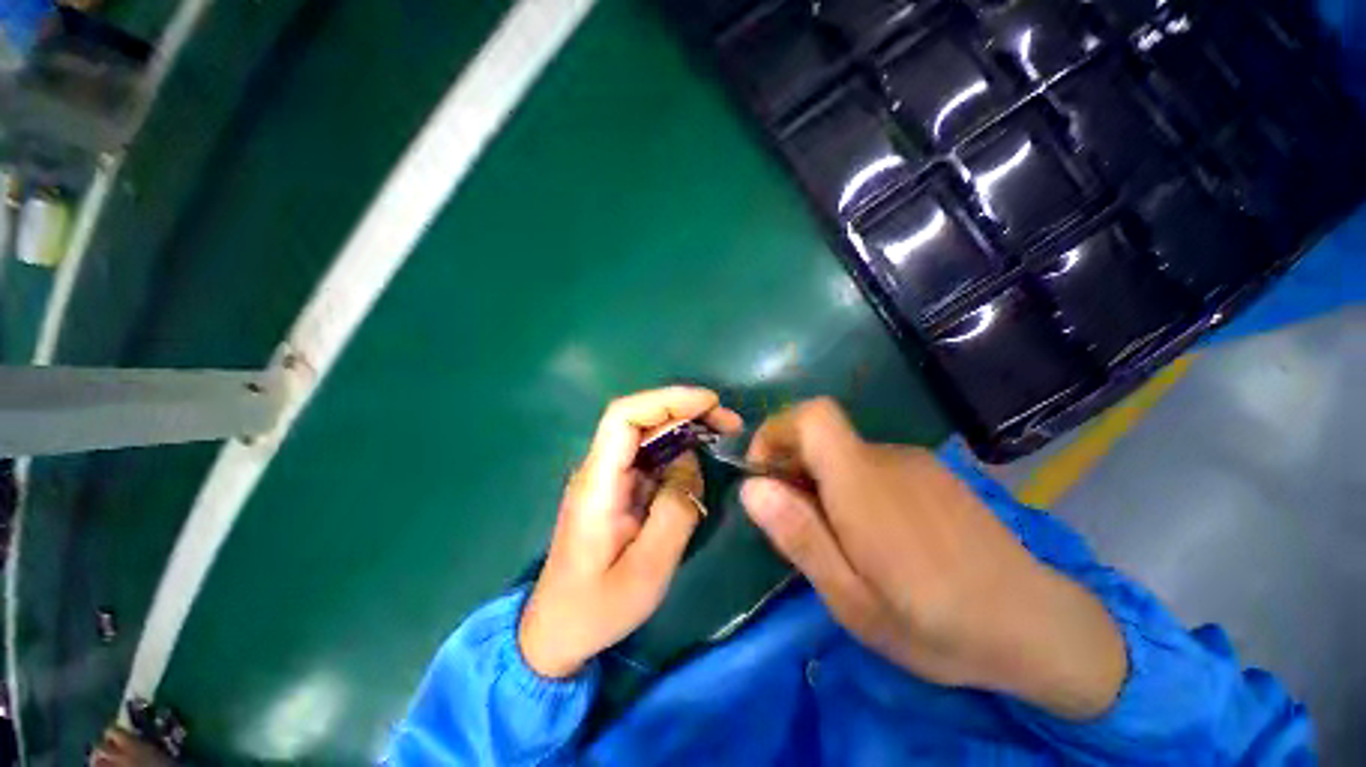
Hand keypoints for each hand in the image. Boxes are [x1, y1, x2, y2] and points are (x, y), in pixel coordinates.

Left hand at [519, 387, 742, 678]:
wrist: (558, 630)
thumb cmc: (598, 607)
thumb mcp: (647, 570)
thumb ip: (675, 511)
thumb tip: (690, 463)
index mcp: (597, 483)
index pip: (623, 417)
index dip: (666, 400)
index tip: (708, 403)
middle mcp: (599, 469)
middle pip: (639, 418)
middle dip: (686, 410)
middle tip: (728, 422)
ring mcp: (608, 477)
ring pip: (647, 434)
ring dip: (685, 428)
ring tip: (722, 434)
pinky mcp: (618, 487)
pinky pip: (650, 457)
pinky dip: (678, 450)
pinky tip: (699, 460)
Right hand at [739, 399, 1126, 719]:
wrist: (1038, 626)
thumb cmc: (937, 624)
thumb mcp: (852, 599)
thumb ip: (799, 535)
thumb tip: (751, 486)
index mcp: (863, 483)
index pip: (812, 415)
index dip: (777, 431)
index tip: (765, 473)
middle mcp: (888, 458)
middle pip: (821, 436)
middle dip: (793, 469)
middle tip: (800, 527)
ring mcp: (914, 463)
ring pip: (845, 455)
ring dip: (823, 483)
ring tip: (842, 542)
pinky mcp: (932, 474)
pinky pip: (873, 466)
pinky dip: (853, 487)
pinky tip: (879, 536)